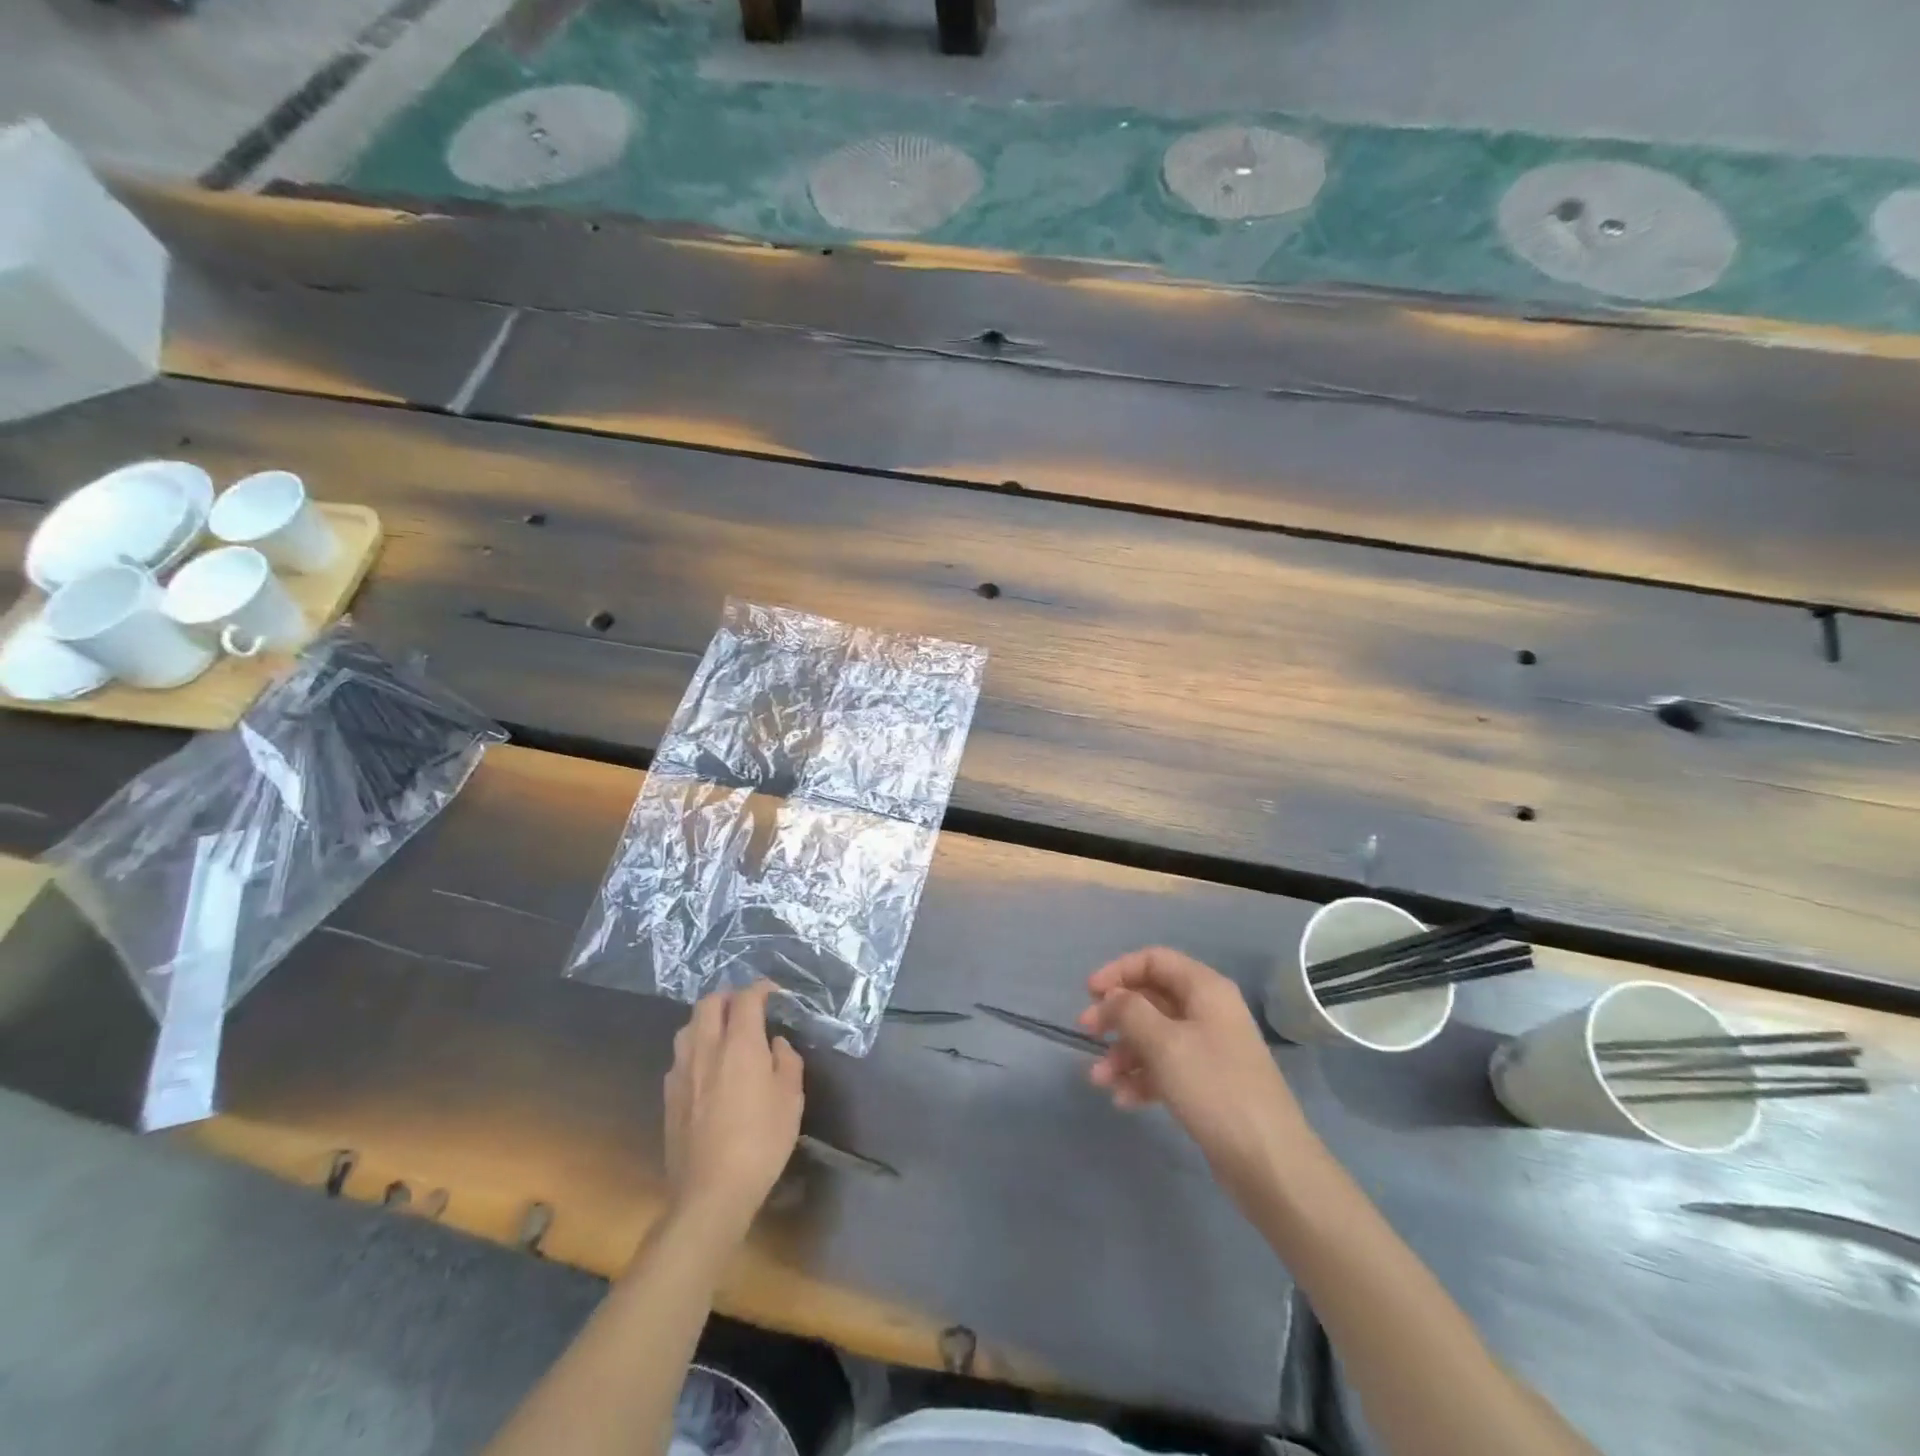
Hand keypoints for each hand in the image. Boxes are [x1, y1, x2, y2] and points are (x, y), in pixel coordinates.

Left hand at [663, 982, 804, 1233]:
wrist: (710, 1191)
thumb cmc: (761, 1142)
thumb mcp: (791, 1099)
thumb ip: (786, 1061)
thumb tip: (775, 1044)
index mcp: (740, 1044)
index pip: (746, 998)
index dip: (760, 988)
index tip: (773, 992)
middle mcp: (706, 1049)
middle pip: (709, 1003)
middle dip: (729, 996)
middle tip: (746, 1007)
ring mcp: (682, 1072)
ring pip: (688, 1027)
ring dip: (706, 1020)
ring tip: (723, 1033)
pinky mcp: (669, 1096)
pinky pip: (680, 1056)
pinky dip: (695, 1048)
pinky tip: (706, 1068)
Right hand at [1080, 947, 1310, 1199]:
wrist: (1268, 1161)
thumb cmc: (1214, 1088)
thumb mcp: (1164, 1043)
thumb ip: (1130, 1011)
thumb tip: (1113, 997)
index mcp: (1205, 989)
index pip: (1154, 960)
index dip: (1118, 971)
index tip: (1089, 993)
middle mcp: (1208, 1012)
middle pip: (1152, 999)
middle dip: (1116, 1015)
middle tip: (1086, 1032)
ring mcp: (1210, 1049)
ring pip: (1155, 1036)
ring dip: (1123, 1053)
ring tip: (1099, 1080)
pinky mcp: (1207, 1083)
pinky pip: (1166, 1067)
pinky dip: (1142, 1077)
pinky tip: (1123, 1100)